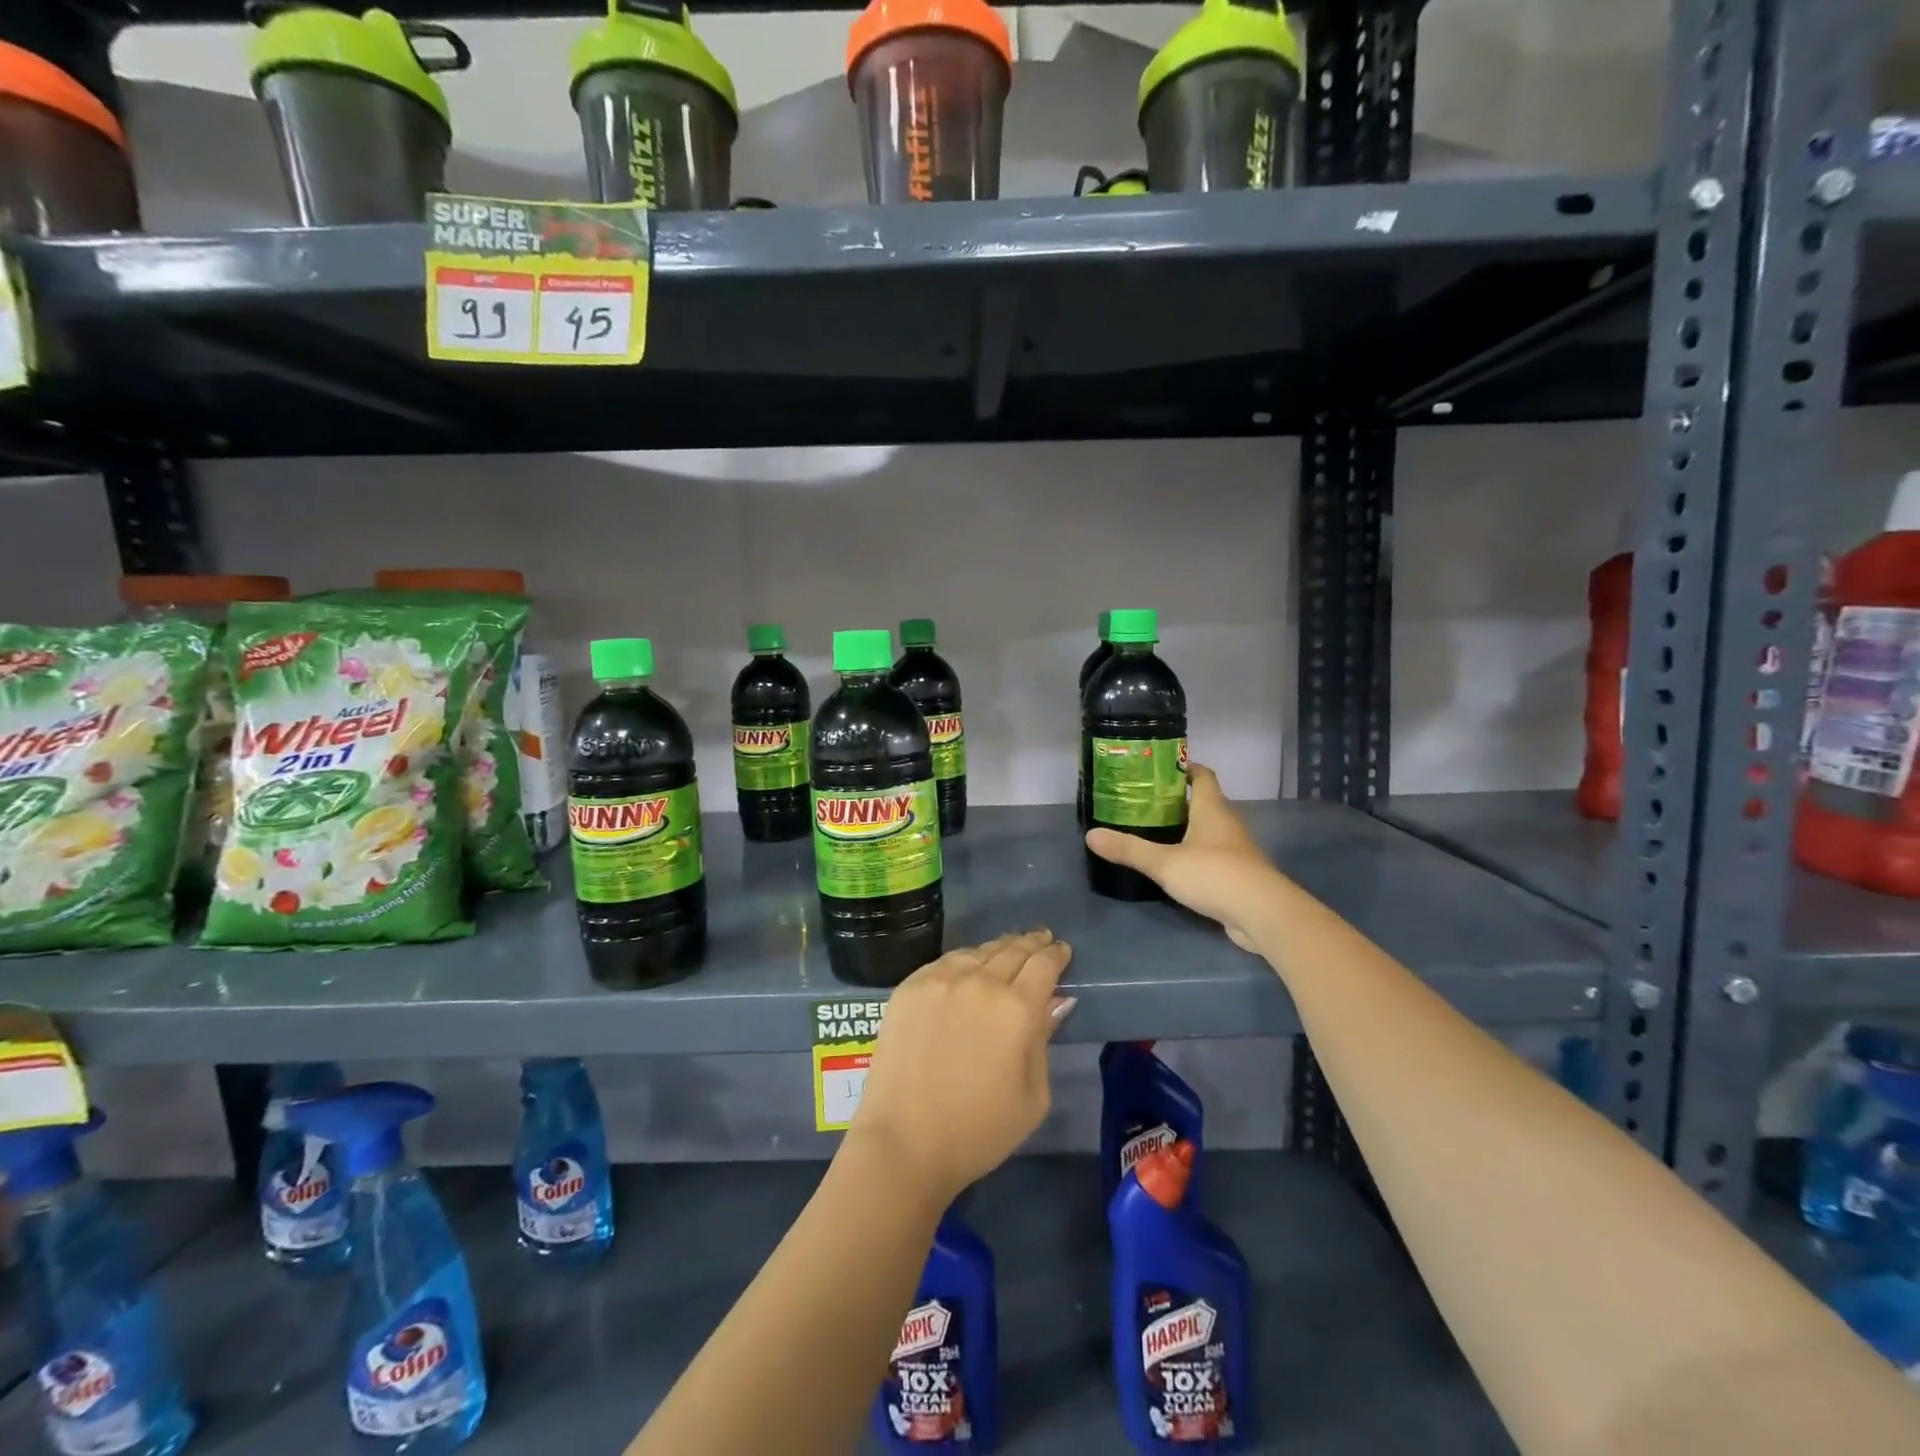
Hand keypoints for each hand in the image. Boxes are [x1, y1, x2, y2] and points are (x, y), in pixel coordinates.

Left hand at [847, 930, 1073, 1204]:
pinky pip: (945, 962)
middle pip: (1012, 950)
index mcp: (1017, 1009)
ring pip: (978, 951)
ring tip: (1008, 948)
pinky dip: (965, 959)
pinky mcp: (910, 987)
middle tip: (1041, 939)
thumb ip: (1043, 1040)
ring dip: (998, 948)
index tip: (1061, 951)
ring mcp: (940, 980)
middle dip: (1031, 943)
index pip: (1043, 965)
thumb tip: (1054, 1002)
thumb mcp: (1032, 1097)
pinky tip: (969, 963)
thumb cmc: (978, 1131)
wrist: (904, 1142)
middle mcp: (980, 983)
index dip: (1056, 954)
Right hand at [1086, 763, 1277, 951]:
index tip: (1159, 768)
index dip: (1184, 767)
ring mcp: (1236, 850)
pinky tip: (1175, 866)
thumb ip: (1129, 849)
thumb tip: (1090, 835)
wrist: (1262, 914)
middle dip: (1177, 800)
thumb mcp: (1164, 862)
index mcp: (1212, 808)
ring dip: (1186, 829)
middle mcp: (1227, 823)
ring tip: (1153, 832)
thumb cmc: (1214, 874)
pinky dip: (1195, 855)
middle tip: (1144, 802)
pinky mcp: (1238, 875)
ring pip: (1208, 830)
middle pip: (1204, 802)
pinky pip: (1213, 856)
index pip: (1202, 775)